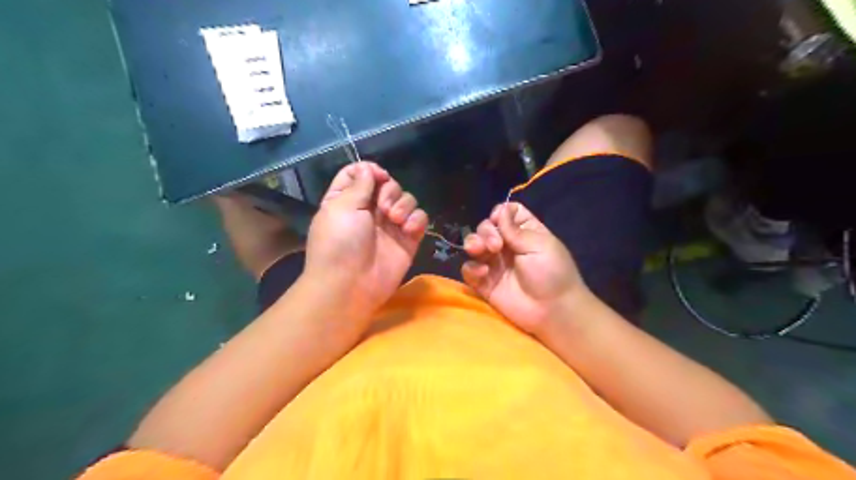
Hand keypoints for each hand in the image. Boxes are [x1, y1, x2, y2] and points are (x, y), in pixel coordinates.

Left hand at [305, 162, 426, 323]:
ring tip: (395, 221)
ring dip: (403, 204)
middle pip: (388, 184)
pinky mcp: (408, 239)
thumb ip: (359, 184)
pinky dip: (417, 220)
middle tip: (383, 208)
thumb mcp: (341, 206)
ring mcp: (390, 225)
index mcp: (347, 199)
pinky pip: (420, 218)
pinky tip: (408, 230)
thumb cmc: (339, 242)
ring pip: (407, 199)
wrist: (351, 284)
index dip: (370, 171)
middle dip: (389, 190)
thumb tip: (369, 168)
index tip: (377, 177)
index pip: (360, 173)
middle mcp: (370, 209)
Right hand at [462, 201, 588, 333]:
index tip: (500, 221)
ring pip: (474, 245)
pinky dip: (472, 268)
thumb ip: (515, 230)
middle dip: (486, 231)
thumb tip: (499, 210)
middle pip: (486, 227)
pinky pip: (469, 269)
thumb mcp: (539, 245)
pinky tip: (483, 272)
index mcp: (524, 232)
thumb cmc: (552, 273)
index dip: (500, 213)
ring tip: (479, 251)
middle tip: (495, 245)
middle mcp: (507, 245)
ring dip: (473, 244)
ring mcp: (494, 263)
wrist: (552, 310)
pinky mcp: (484, 282)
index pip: (506, 213)